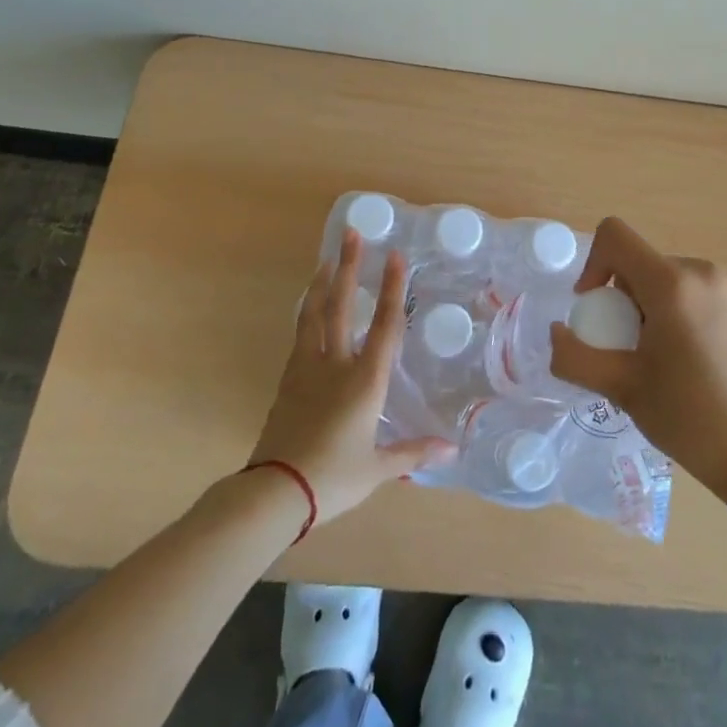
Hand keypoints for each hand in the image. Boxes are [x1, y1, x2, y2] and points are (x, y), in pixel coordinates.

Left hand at [249, 230, 454, 523]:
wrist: (275, 492)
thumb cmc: (333, 478)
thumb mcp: (378, 468)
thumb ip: (413, 451)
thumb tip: (452, 449)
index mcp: (365, 380)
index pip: (385, 325)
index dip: (392, 288)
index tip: (395, 256)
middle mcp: (336, 364)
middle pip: (342, 305)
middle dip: (349, 267)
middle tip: (352, 234)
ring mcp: (306, 368)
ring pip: (314, 314)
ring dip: (322, 282)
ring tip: (327, 258)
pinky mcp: (287, 380)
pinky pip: (300, 334)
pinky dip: (307, 311)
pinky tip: (309, 305)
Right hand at [550, 216, 726, 498]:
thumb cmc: (688, 418)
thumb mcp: (620, 388)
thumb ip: (575, 356)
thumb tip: (557, 333)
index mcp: (672, 283)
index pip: (615, 235)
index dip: (592, 264)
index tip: (595, 309)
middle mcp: (703, 271)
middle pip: (641, 262)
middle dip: (623, 298)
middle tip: (628, 349)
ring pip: (667, 278)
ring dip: (649, 306)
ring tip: (659, 358)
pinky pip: (694, 291)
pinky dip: (677, 311)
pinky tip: (688, 359)